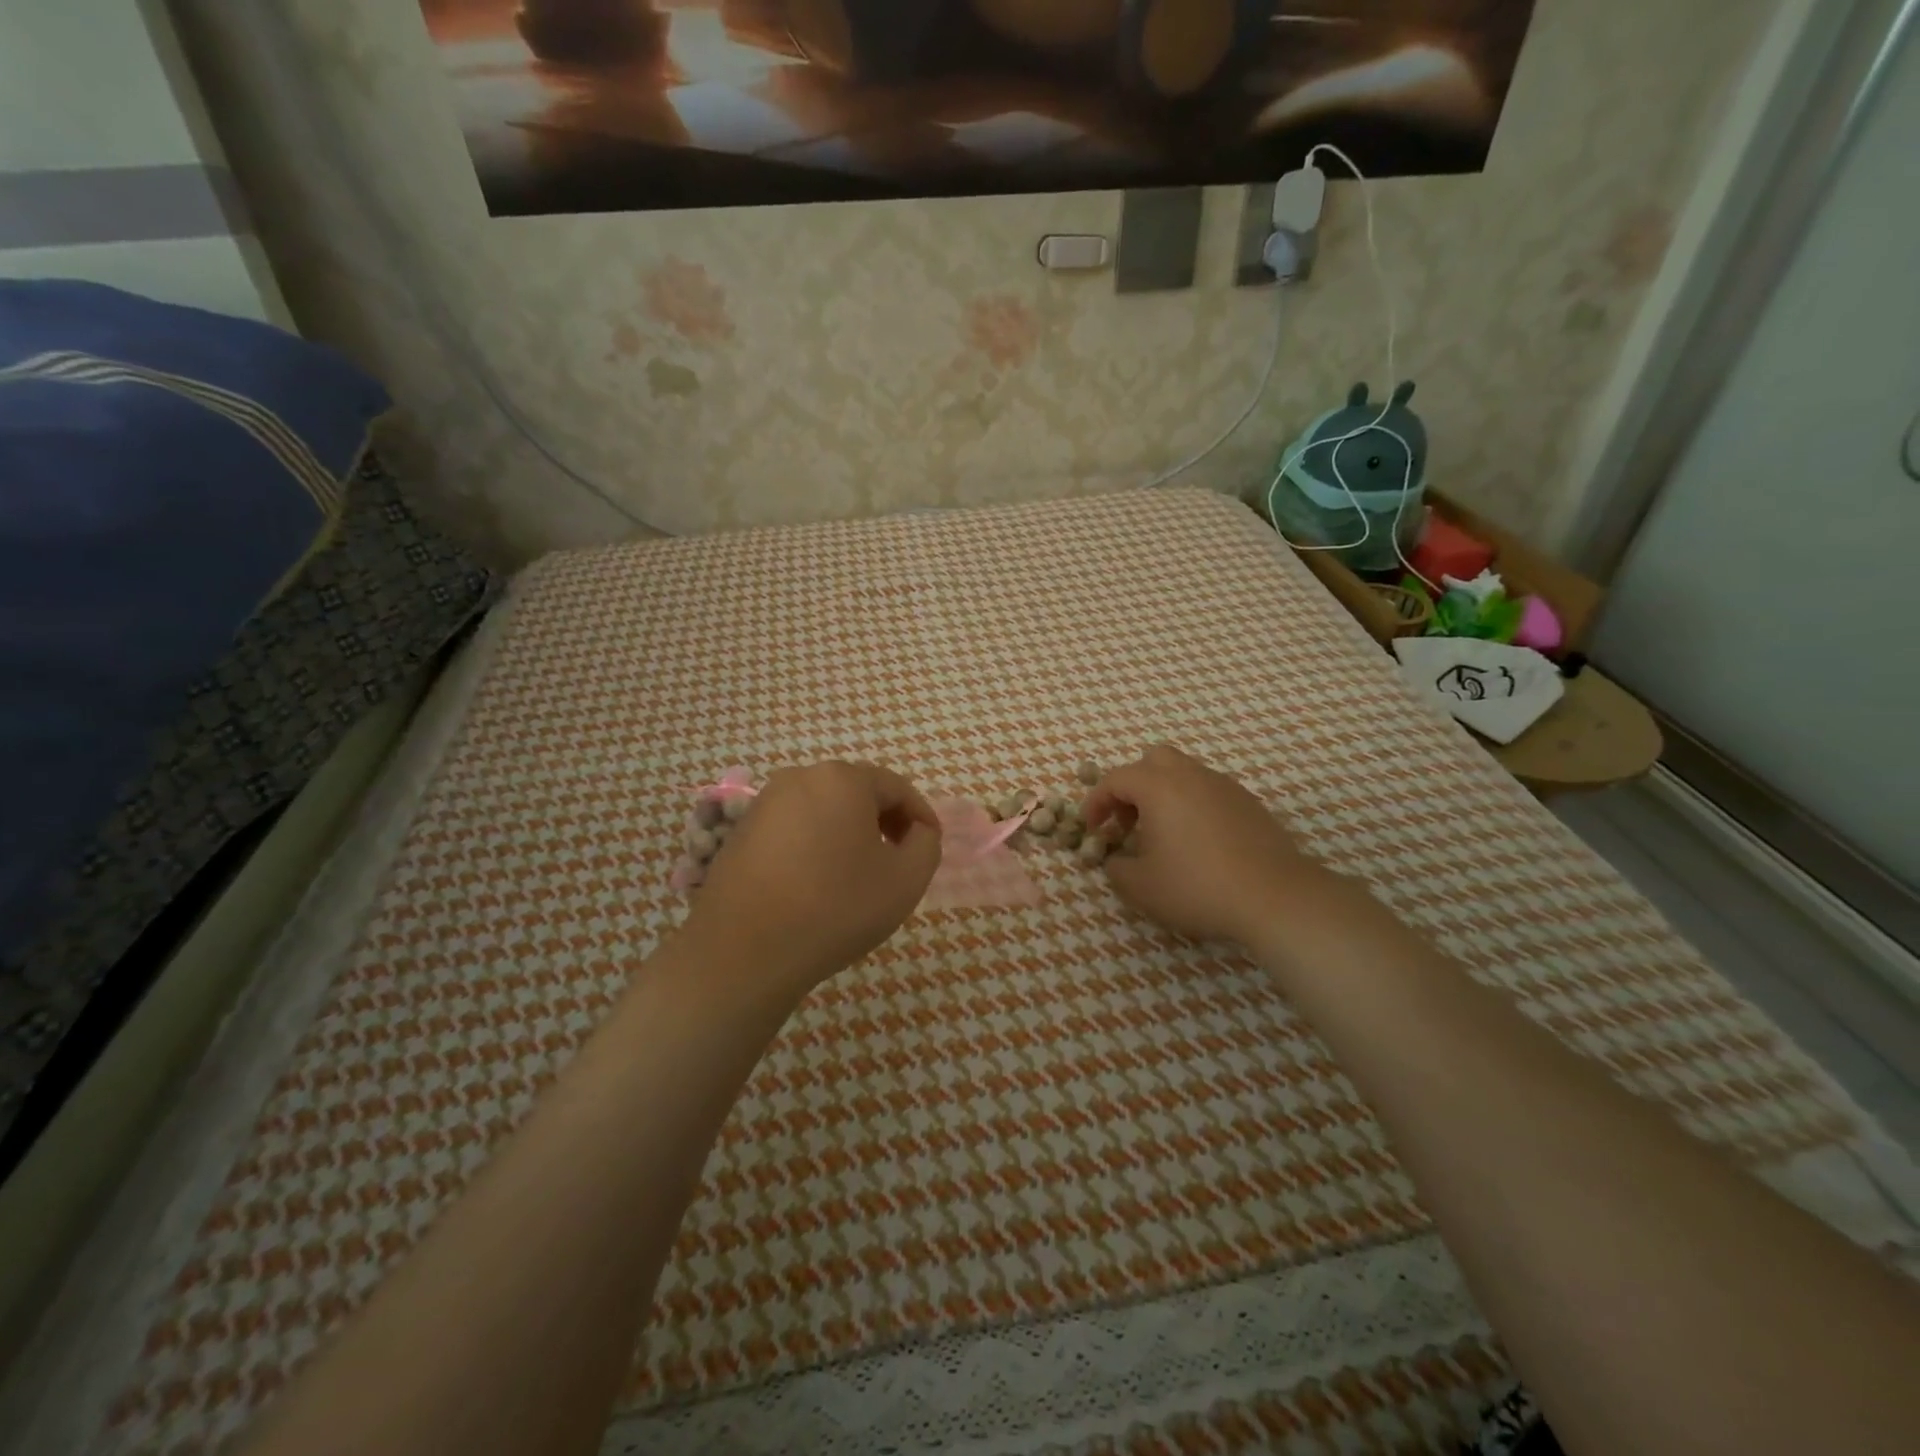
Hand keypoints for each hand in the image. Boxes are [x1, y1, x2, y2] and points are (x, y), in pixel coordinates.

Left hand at [688, 761, 941, 1002]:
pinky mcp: (741, 830)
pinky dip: (815, 845)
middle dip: (885, 822)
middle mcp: (801, 777)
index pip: (897, 788)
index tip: (931, 847)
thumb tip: (917, 831)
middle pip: (858, 793)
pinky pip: (794, 828)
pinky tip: (817, 884)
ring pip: (824, 809)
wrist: (744, 950)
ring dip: (849, 834)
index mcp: (843, 779)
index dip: (921, 817)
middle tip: (898, 861)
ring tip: (858, 876)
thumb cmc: (836, 908)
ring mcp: (765, 802)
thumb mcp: (906, 880)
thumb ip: (926, 844)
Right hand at [1085, 745, 1329, 946]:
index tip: (1090, 828)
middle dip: (1132, 786)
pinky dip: (1191, 805)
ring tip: (1161, 834)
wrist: (1274, 897)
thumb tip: (1116, 860)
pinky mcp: (1249, 803)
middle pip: (1152, 761)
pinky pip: (1208, 791)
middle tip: (1127, 822)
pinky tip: (1196, 842)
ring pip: (1184, 773)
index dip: (1096, 801)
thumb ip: (1117, 869)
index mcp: (1159, 787)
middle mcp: (1191, 776)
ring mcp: (1224, 786)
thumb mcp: (1141, 887)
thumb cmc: (1197, 887)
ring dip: (1163, 795)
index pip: (1115, 779)